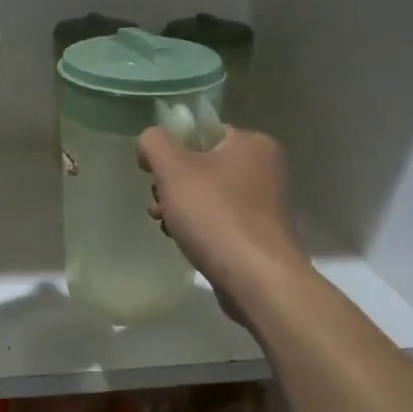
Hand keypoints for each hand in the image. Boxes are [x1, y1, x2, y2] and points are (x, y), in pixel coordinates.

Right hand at [136, 125, 308, 322]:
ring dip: (180, 207)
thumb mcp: (174, 169)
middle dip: (172, 184)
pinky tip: (184, 241)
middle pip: (202, 165)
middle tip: (158, 204)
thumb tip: (149, 142)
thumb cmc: (215, 214)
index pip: (202, 132)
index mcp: (251, 143)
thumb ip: (154, 143)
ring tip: (166, 226)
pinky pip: (219, 219)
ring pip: (208, 194)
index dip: (171, 149)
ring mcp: (263, 203)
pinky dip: (199, 227)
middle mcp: (263, 168)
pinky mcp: (258, 234)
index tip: (152, 173)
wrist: (256, 278)